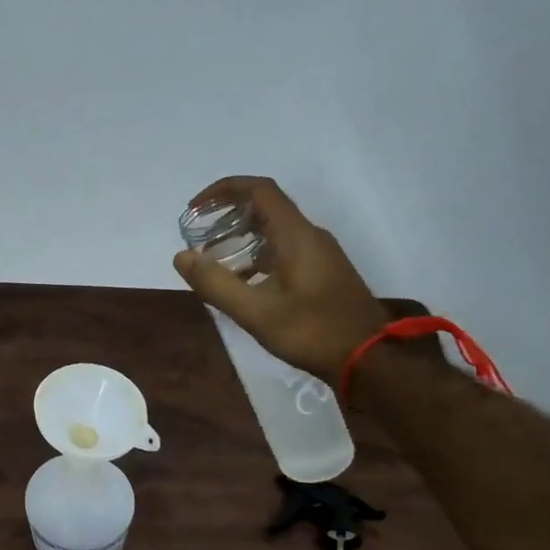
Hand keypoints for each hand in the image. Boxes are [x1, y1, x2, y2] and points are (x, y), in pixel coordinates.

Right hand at [173, 176, 390, 382]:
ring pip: (274, 231)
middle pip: (266, 207)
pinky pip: (283, 250)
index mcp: (296, 235)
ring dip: (241, 237)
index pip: (259, 190)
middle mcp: (310, 236)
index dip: (224, 190)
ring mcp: (319, 254)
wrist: (368, 359)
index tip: (195, 209)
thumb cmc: (311, 332)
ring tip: (213, 261)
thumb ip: (216, 283)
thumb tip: (181, 256)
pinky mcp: (322, 272)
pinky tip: (241, 282)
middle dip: (228, 215)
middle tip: (199, 237)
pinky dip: (256, 255)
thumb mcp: (255, 312)